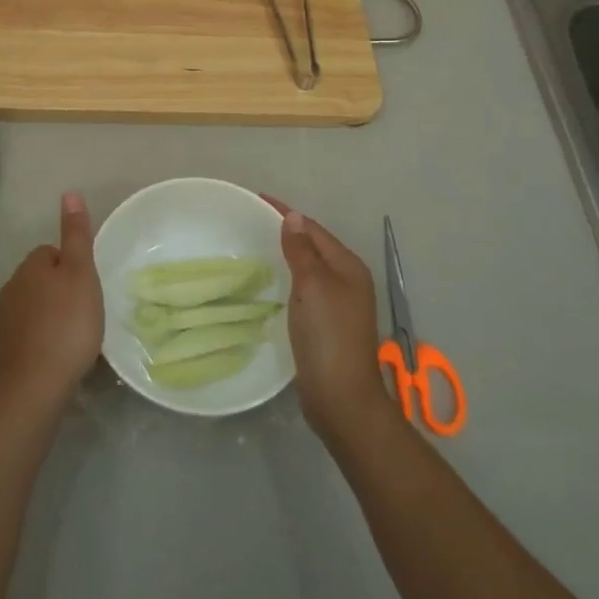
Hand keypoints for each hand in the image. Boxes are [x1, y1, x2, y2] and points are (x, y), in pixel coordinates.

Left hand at [0, 192, 103, 414]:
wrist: (36, 387)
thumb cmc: (67, 324)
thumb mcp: (81, 273)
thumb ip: (76, 234)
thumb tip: (69, 192)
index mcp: (29, 266)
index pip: (53, 252)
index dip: (74, 266)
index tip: (90, 287)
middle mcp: (11, 288)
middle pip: (44, 279)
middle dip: (64, 291)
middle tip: (88, 312)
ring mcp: (5, 322)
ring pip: (38, 307)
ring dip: (56, 316)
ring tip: (79, 336)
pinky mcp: (7, 351)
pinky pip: (33, 334)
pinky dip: (47, 339)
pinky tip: (63, 355)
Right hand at [263, 197, 396, 451]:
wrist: (341, 398)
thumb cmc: (328, 336)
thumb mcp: (312, 286)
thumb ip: (301, 251)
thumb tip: (294, 217)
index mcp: (348, 266)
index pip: (313, 229)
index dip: (286, 213)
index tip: (256, 200)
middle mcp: (347, 281)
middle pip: (313, 246)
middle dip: (286, 231)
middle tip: (251, 222)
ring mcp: (339, 304)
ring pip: (309, 268)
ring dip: (287, 255)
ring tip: (256, 247)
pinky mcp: (327, 325)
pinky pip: (305, 289)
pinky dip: (288, 279)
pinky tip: (270, 283)